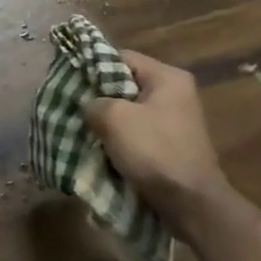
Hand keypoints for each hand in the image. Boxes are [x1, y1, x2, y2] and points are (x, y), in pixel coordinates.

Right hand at [84, 51, 228, 219]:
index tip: (70, 82)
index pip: (121, 57)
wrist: (190, 202)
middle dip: (98, 98)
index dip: (93, 67)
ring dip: (107, 122)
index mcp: (167, 78)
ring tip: (82, 129)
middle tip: (72, 107)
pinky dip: (119, 140)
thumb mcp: (114, 118)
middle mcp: (175, 94)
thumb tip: (89, 106)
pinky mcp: (170, 145)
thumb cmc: (154, 150)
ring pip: (128, 111)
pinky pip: (137, 133)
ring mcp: (174, 121)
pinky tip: (100, 149)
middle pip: (124, 84)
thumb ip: (94, 102)